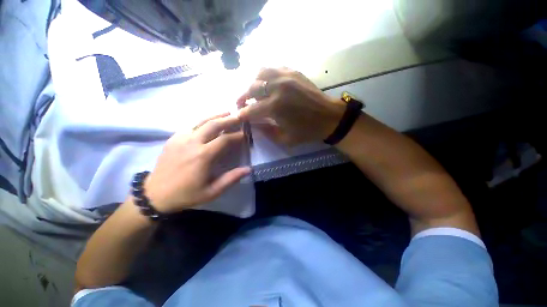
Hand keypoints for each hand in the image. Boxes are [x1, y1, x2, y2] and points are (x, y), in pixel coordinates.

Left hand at [144, 113, 250, 212]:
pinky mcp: (173, 138)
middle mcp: (192, 143)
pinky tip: (208, 122)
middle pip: (213, 125)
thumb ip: (231, 179)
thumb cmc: (186, 194)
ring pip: (200, 121)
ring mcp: (180, 138)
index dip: (237, 135)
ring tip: (226, 112)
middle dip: (228, 119)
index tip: (245, 134)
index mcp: (203, 156)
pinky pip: (190, 125)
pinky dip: (202, 121)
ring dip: (215, 115)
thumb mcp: (212, 191)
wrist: (155, 195)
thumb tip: (249, 169)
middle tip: (239, 116)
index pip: (225, 139)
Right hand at [237, 67, 345, 144]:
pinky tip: (266, 83)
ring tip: (253, 92)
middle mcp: (277, 88)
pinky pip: (273, 68)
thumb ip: (266, 132)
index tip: (238, 116)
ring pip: (260, 73)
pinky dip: (265, 75)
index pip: (250, 109)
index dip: (242, 114)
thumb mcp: (285, 139)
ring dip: (252, 83)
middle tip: (241, 104)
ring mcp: (285, 76)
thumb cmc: (307, 131)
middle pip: (251, 88)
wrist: (328, 117)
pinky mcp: (293, 72)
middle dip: (242, 97)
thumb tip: (253, 124)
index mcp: (275, 107)